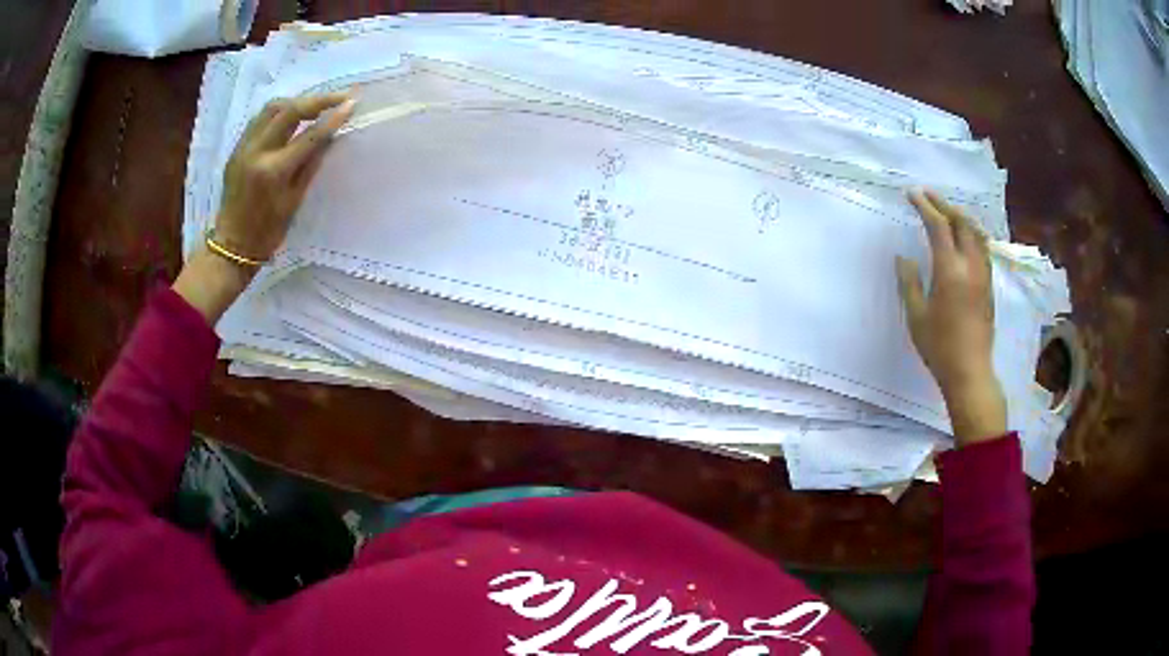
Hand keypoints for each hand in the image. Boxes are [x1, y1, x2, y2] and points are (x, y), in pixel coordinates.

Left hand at [214, 92, 356, 260]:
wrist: (231, 246)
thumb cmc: (267, 232)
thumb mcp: (294, 201)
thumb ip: (311, 164)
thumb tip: (330, 136)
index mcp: (273, 171)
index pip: (309, 135)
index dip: (332, 118)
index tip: (352, 103)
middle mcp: (257, 152)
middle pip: (289, 111)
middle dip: (317, 100)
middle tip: (339, 97)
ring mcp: (243, 148)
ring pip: (271, 108)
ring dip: (296, 102)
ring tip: (314, 106)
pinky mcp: (236, 148)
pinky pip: (259, 119)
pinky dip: (278, 113)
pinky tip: (290, 118)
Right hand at [897, 190, 1006, 446]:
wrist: (970, 372)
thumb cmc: (939, 347)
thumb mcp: (916, 316)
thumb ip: (909, 282)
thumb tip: (903, 257)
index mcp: (950, 270)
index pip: (938, 226)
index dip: (924, 206)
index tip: (911, 195)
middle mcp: (970, 265)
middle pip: (961, 222)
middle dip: (944, 205)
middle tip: (928, 197)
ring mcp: (983, 275)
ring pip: (976, 233)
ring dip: (961, 216)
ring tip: (947, 212)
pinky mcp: (989, 286)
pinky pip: (982, 248)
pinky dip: (971, 233)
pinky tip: (964, 238)